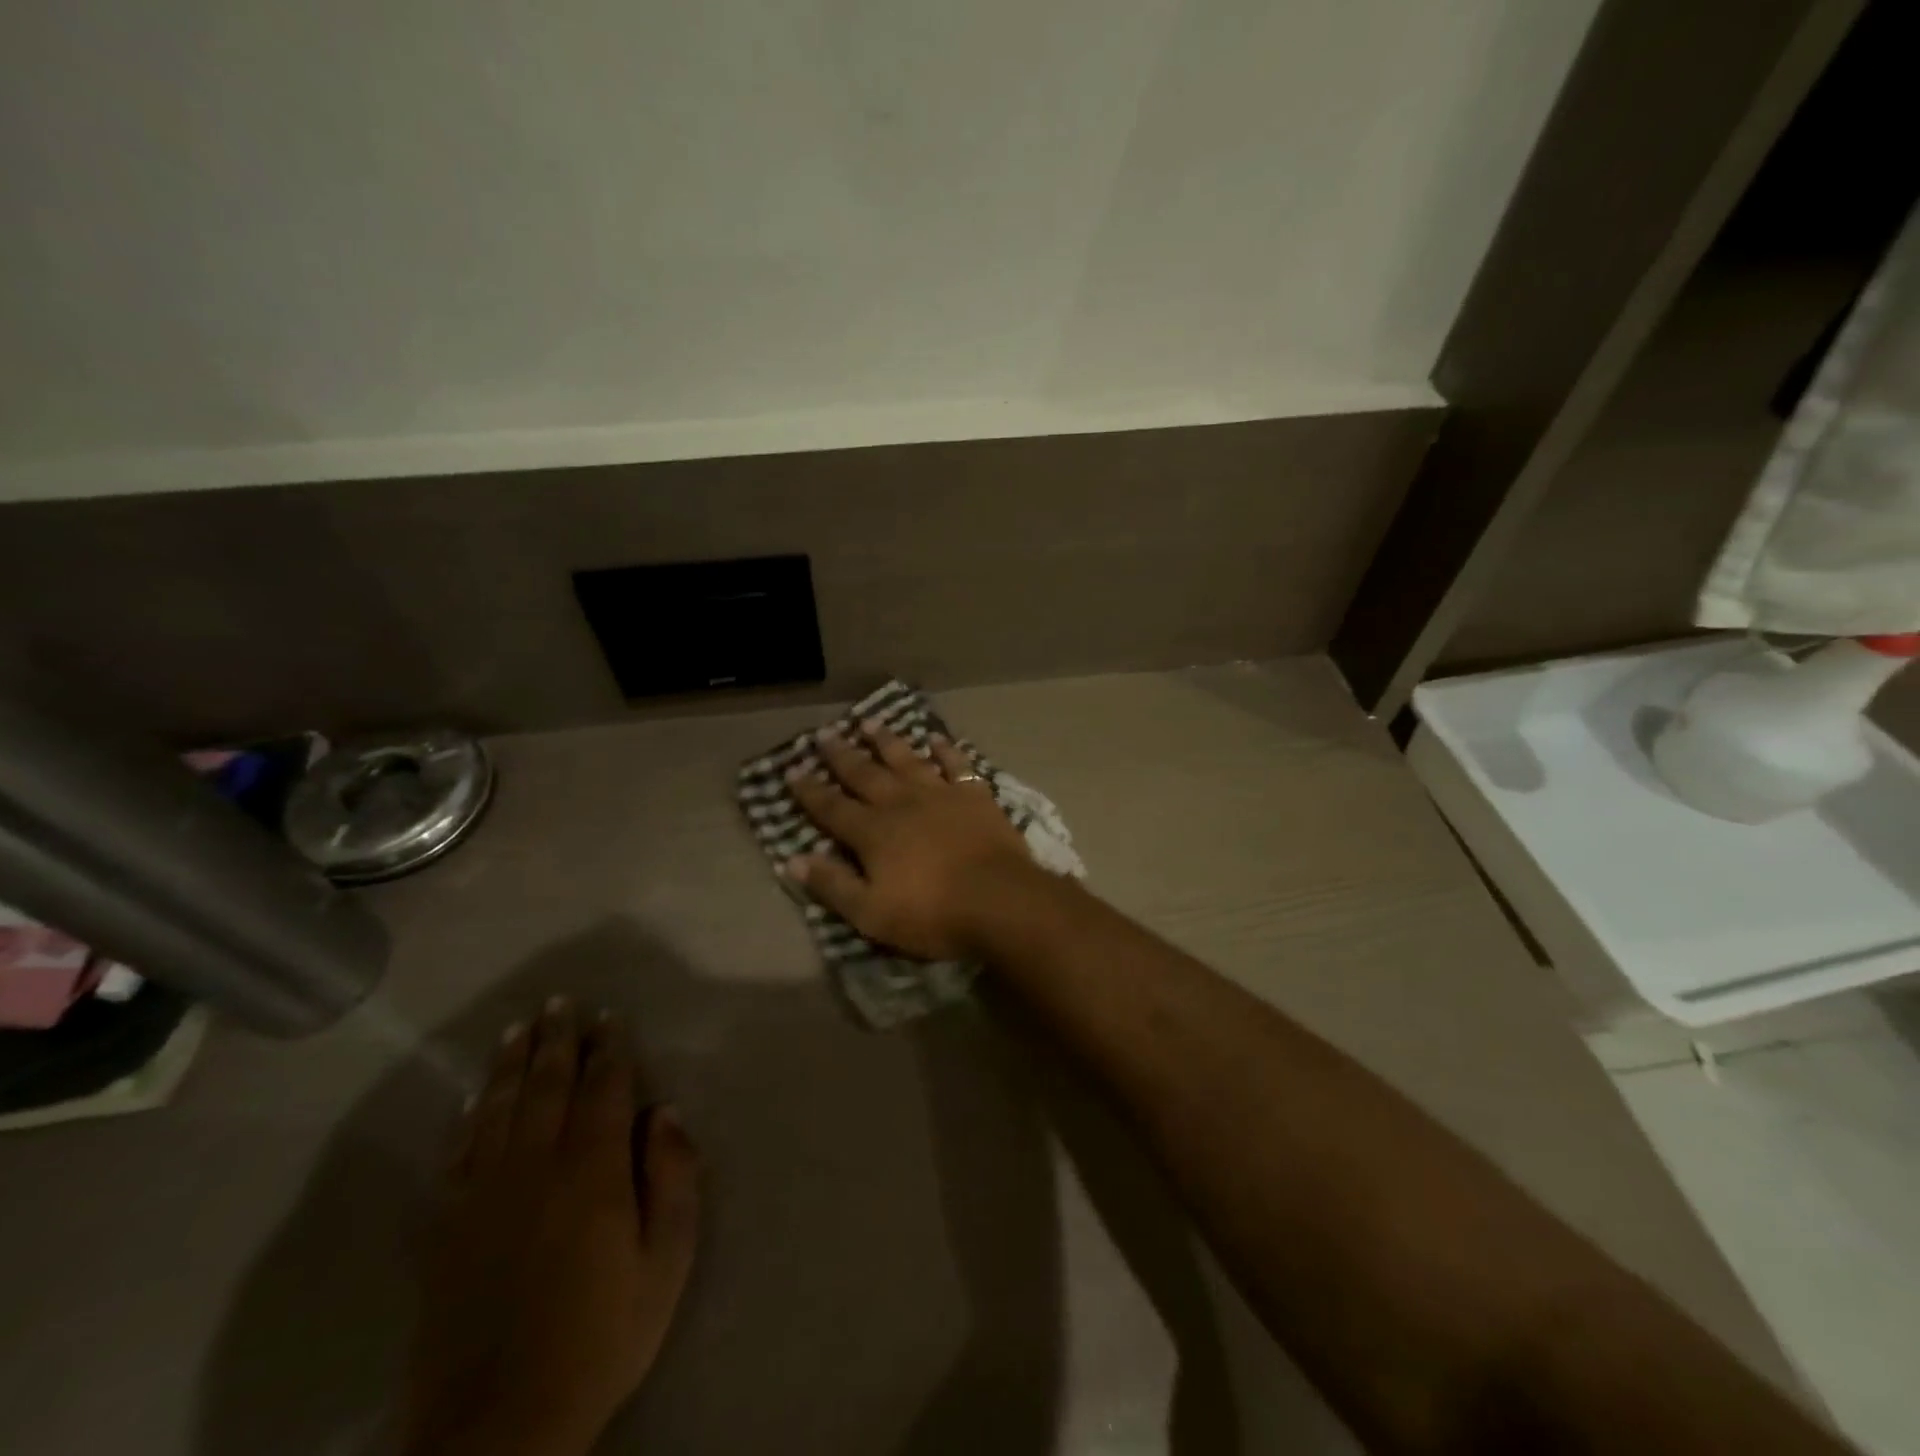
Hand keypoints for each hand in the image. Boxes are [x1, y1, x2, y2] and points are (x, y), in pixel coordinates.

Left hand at [404, 1000, 699, 1455]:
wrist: (500, 1425)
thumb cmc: (602, 1335)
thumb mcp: (667, 1261)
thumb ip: (674, 1178)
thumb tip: (664, 1114)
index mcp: (592, 1170)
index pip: (603, 1088)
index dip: (609, 1048)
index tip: (609, 1017)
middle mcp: (535, 1166)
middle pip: (547, 1085)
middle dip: (557, 1039)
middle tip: (560, 1001)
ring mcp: (484, 1194)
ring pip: (500, 1108)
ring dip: (512, 1063)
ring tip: (519, 1027)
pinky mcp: (447, 1227)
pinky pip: (460, 1152)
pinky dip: (471, 1115)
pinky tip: (479, 1096)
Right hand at [784, 721, 1038, 959]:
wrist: (999, 900)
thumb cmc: (932, 914)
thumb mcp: (871, 913)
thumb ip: (833, 885)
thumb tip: (792, 860)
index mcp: (873, 832)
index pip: (831, 807)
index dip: (809, 790)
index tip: (792, 769)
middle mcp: (901, 803)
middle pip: (865, 774)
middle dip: (842, 755)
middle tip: (825, 734)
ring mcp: (940, 794)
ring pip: (906, 759)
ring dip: (886, 741)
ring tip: (870, 722)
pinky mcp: (974, 795)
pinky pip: (956, 764)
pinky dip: (945, 750)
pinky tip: (936, 738)